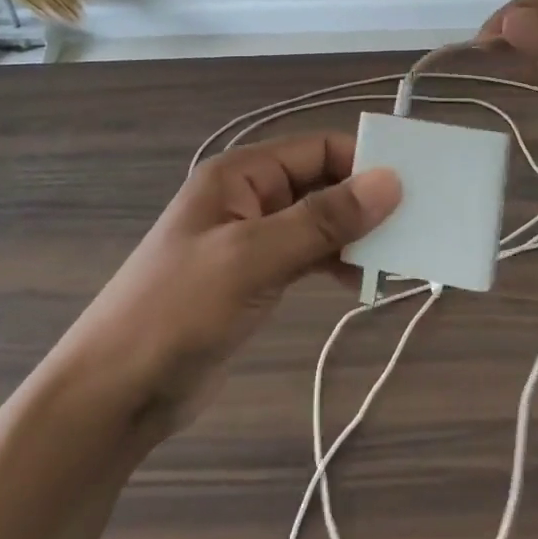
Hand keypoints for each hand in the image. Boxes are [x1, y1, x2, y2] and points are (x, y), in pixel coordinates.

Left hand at [54, 133, 400, 435]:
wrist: (118, 389)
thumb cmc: (180, 308)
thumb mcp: (254, 257)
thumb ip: (323, 220)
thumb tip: (391, 182)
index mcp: (241, 175)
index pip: (318, 149)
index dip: (365, 163)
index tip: (415, 189)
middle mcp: (248, 197)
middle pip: (321, 183)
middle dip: (365, 202)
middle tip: (418, 227)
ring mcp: (250, 239)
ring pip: (317, 221)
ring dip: (355, 236)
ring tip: (399, 260)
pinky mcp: (254, 278)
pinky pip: (306, 255)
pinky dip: (336, 263)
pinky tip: (362, 283)